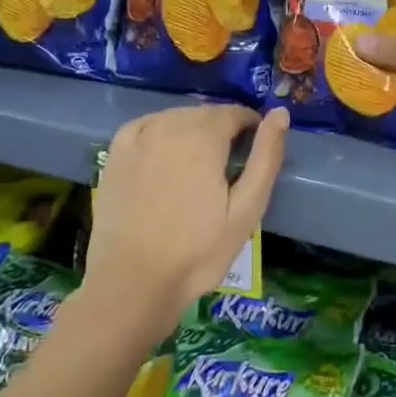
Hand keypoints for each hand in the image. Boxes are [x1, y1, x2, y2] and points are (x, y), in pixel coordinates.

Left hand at [83, 104, 288, 332]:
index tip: (255, 151)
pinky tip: (165, 151)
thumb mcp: (247, 209)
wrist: (133, 284)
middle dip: (223, 128)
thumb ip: (266, 157)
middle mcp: (169, 127)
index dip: (251, 127)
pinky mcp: (115, 156)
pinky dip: (161, 130)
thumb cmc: (198, 252)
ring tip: (200, 163)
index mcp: (203, 137)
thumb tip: (281, 112)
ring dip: (193, 129)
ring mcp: (137, 140)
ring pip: (176, 117)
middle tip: (230, 164)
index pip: (235, 113)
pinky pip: (145, 125)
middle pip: (205, 113)